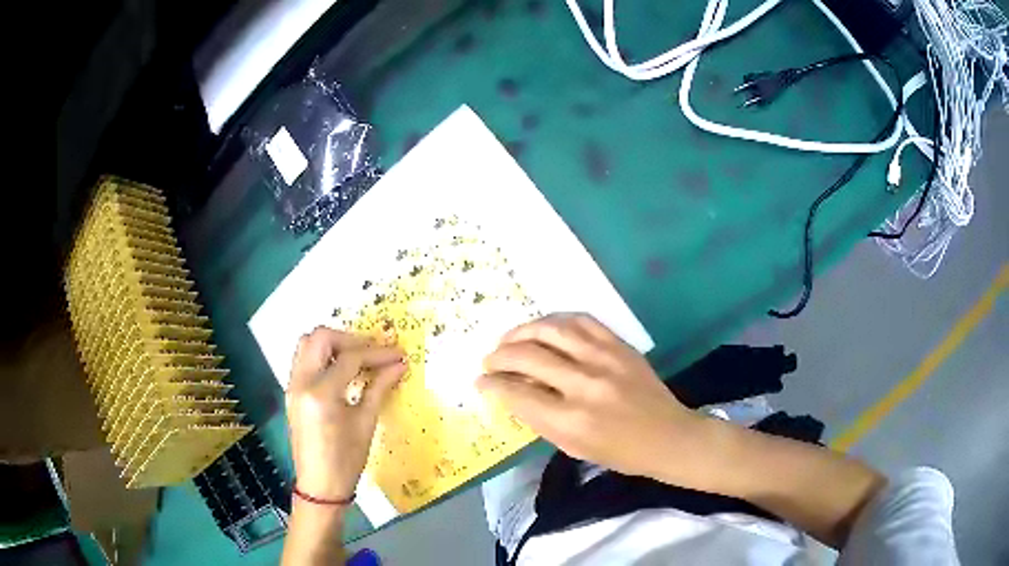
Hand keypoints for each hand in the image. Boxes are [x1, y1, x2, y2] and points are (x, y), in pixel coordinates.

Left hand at [286, 327, 405, 499]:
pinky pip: (303, 359)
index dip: (377, 353)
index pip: (350, 358)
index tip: (398, 354)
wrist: (320, 486)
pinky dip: (322, 356)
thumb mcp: (366, 423)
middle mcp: (301, 382)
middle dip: (349, 338)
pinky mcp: (291, 391)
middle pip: (320, 338)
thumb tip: (399, 365)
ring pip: (307, 344)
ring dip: (332, 344)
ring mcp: (292, 386)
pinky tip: (341, 371)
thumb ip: (379, 388)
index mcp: (321, 393)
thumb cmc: (346, 460)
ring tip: (357, 358)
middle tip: (373, 352)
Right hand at [478, 314, 702, 479]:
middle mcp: (585, 385)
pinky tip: (543, 329)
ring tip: (509, 339)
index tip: (481, 381)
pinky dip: (555, 321)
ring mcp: (605, 359)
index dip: (492, 385)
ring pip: (551, 330)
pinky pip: (581, 320)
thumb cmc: (619, 453)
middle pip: (528, 356)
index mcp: (572, 421)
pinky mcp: (620, 345)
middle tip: (490, 361)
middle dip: (499, 356)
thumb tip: (511, 391)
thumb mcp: (572, 447)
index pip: (518, 393)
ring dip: (522, 331)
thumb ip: (539, 419)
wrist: (668, 436)